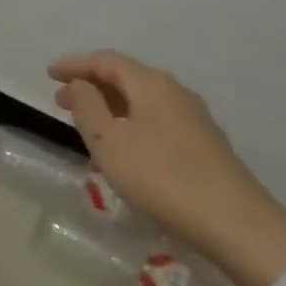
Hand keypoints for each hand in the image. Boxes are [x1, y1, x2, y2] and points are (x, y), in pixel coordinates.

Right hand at [49, 50, 285, 285]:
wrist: (237, 224)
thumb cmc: (162, 178)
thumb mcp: (110, 143)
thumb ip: (87, 107)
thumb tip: (79, 84)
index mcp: (150, 84)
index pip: (105, 61)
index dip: (75, 65)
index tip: (49, 74)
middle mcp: (174, 90)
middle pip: (125, 77)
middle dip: (90, 85)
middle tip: (61, 102)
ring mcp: (193, 116)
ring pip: (141, 100)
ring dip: (110, 106)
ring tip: (87, 126)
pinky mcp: (204, 142)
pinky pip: (155, 119)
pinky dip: (130, 122)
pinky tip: (123, 148)